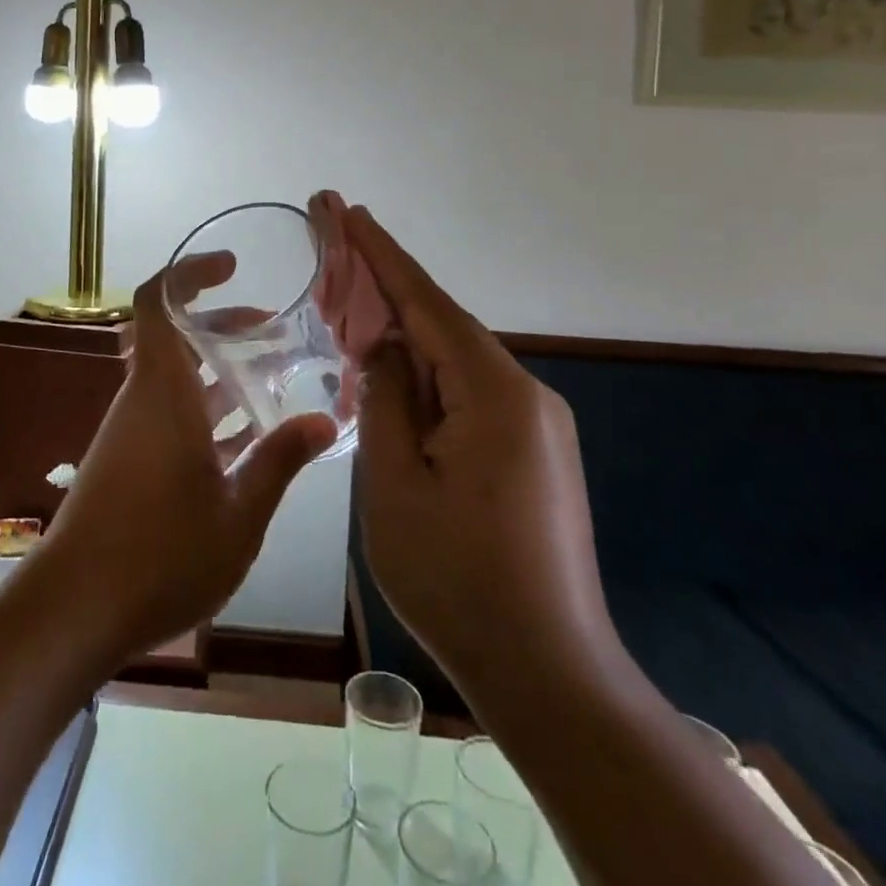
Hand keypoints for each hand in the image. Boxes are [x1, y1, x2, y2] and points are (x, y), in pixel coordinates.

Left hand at [31, 255, 337, 659]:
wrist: (73, 610)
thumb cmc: (160, 554)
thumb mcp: (238, 513)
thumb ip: (280, 461)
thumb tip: (324, 420)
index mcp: (162, 392)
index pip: (159, 303)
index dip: (189, 272)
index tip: (231, 265)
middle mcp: (141, 400)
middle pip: (175, 337)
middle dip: (222, 324)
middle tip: (271, 329)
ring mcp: (129, 431)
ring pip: (175, 378)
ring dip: (218, 371)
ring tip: (270, 380)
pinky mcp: (125, 461)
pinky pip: (168, 413)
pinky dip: (204, 409)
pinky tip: (243, 440)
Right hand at [346, 206, 617, 695]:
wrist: (550, 674)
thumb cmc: (457, 578)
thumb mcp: (394, 483)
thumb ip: (385, 399)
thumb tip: (383, 348)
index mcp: (493, 392)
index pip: (426, 302)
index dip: (381, 254)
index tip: (348, 210)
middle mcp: (524, 394)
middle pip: (442, 326)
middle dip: (386, 291)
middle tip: (335, 255)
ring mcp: (535, 424)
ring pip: (454, 362)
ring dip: (403, 339)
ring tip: (351, 318)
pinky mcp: (534, 452)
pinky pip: (469, 394)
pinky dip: (426, 378)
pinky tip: (394, 380)